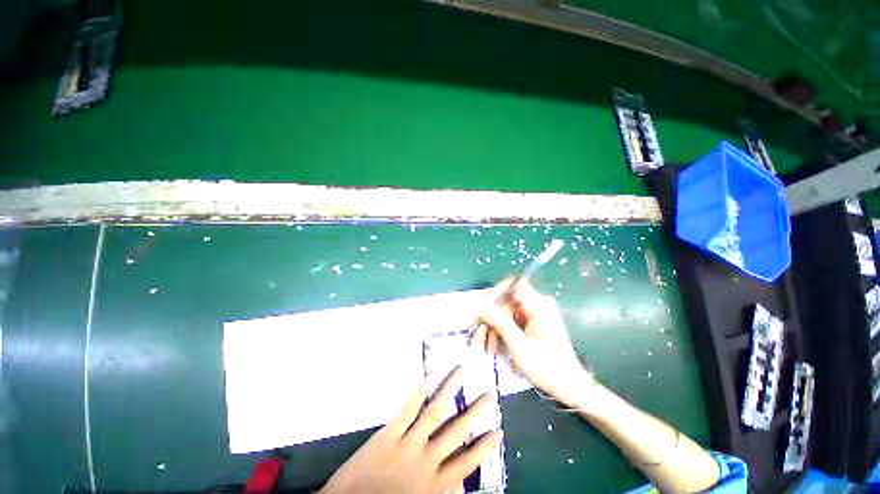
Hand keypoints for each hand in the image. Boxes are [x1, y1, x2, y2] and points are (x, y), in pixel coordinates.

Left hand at [319, 367, 503, 493]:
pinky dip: (420, 390)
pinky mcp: (388, 434)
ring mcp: (407, 445)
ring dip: (451, 390)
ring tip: (463, 371)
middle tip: (490, 394)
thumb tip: (454, 476)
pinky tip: (430, 374)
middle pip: (456, 432)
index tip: (498, 433)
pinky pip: (408, 409)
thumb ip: (436, 489)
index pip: (465, 464)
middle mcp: (425, 462)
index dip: (483, 448)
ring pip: (435, 412)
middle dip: (475, 412)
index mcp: (433, 485)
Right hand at [473, 280, 593, 408]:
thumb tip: (478, 305)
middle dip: (491, 318)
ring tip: (488, 348)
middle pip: (506, 301)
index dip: (496, 292)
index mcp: (539, 305)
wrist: (568, 386)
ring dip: (494, 328)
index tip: (483, 309)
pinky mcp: (533, 321)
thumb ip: (498, 321)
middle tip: (480, 337)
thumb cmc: (546, 366)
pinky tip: (496, 347)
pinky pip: (511, 319)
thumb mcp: (518, 345)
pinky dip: (502, 331)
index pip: (513, 284)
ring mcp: (535, 313)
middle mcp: (537, 304)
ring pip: (506, 311)